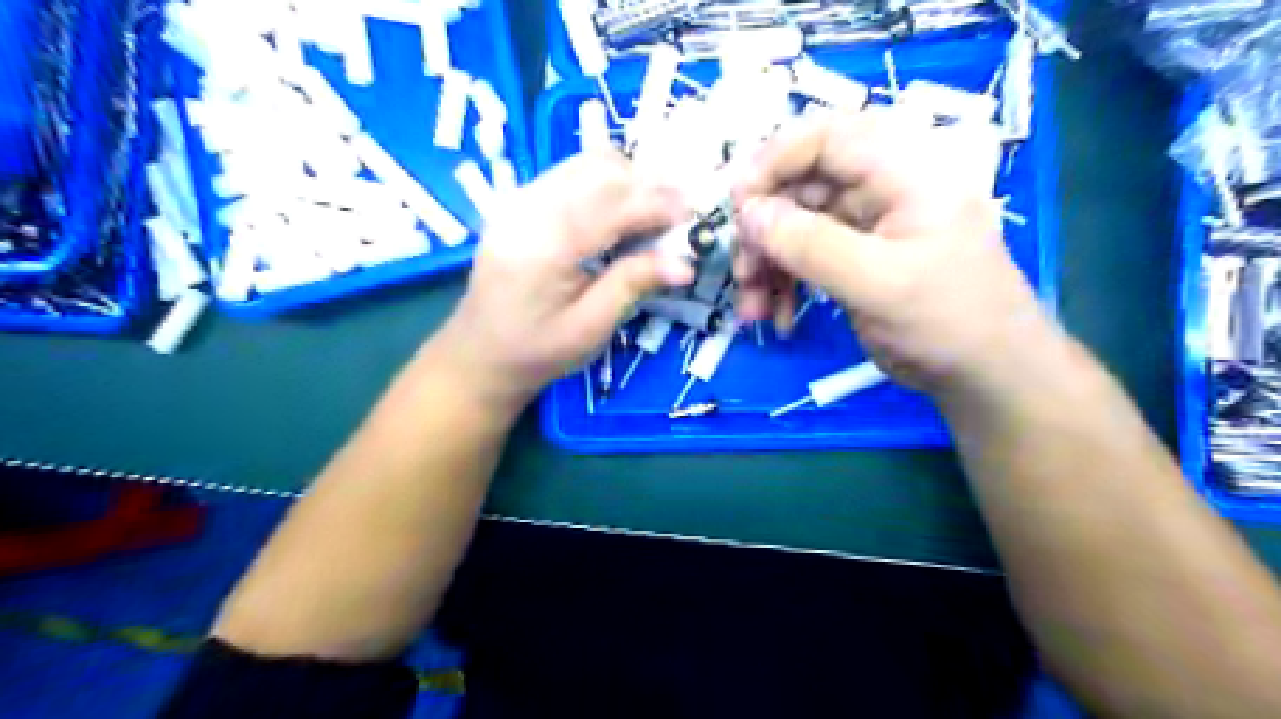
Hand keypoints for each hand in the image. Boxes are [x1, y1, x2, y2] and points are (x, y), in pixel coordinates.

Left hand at [434, 150, 695, 409]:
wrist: (479, 353)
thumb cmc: (536, 351)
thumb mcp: (590, 328)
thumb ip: (632, 285)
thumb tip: (685, 264)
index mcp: (544, 246)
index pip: (610, 205)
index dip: (656, 204)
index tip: (693, 214)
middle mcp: (527, 209)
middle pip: (598, 169)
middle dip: (646, 184)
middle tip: (677, 214)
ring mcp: (519, 199)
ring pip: (585, 162)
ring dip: (627, 179)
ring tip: (652, 212)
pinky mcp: (520, 201)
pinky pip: (570, 173)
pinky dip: (604, 183)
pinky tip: (619, 212)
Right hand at [730, 109, 1049, 396]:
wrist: (985, 375)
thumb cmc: (947, 320)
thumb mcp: (878, 283)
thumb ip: (810, 245)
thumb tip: (748, 215)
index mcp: (904, 171)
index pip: (827, 138)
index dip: (774, 161)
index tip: (736, 205)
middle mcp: (882, 188)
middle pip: (801, 186)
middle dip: (764, 230)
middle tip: (742, 272)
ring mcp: (865, 225)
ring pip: (795, 226)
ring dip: (766, 265)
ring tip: (751, 309)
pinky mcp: (853, 259)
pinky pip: (803, 258)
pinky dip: (782, 285)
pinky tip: (775, 317)